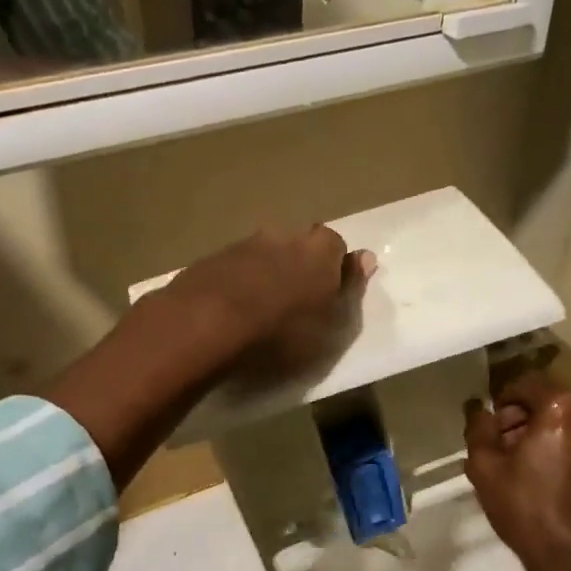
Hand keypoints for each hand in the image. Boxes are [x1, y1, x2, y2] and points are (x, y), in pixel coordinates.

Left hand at [166, 224, 374, 380]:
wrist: (205, 327)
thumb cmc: (281, 334)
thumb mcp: (331, 325)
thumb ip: (350, 288)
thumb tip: (365, 258)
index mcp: (318, 250)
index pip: (335, 246)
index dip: (333, 269)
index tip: (327, 296)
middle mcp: (282, 237)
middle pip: (297, 246)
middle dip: (297, 267)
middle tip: (293, 304)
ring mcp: (242, 245)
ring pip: (262, 256)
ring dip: (263, 275)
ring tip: (257, 313)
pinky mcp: (208, 261)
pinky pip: (232, 270)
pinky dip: (235, 285)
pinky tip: (229, 313)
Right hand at [464, 373, 570, 570]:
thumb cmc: (528, 509)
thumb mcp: (485, 469)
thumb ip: (478, 429)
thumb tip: (480, 411)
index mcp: (562, 407)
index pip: (524, 384)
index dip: (502, 404)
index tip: (490, 431)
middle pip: (548, 401)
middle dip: (523, 418)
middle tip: (503, 450)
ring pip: (566, 421)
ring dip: (543, 433)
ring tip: (524, 467)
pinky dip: (563, 448)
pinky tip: (548, 478)